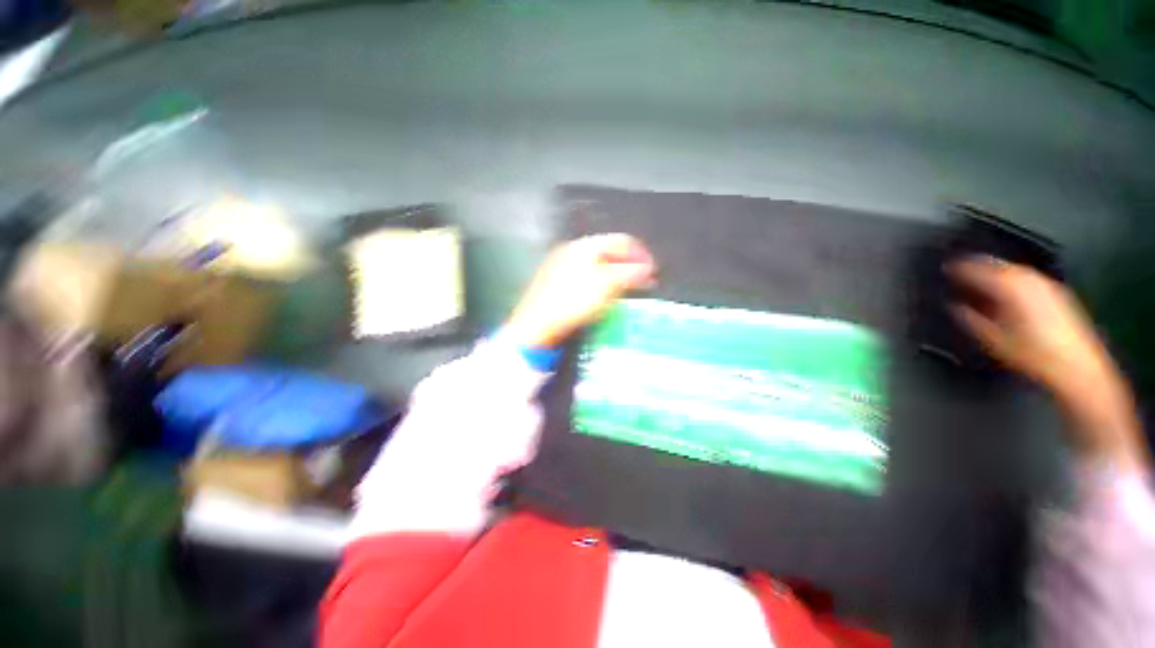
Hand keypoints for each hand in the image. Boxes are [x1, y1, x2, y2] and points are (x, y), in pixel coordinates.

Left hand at [505, 234, 655, 348]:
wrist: (537, 325)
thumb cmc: (570, 302)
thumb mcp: (606, 285)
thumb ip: (629, 273)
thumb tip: (647, 268)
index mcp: (583, 246)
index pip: (620, 241)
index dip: (640, 254)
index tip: (653, 270)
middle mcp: (572, 252)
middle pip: (609, 253)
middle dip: (630, 266)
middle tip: (644, 281)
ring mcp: (563, 268)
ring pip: (599, 267)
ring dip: (618, 277)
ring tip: (629, 291)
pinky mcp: (558, 285)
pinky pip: (588, 279)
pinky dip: (602, 285)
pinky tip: (607, 297)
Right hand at [949, 257, 1146, 468]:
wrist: (1077, 368)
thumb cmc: (1032, 355)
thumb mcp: (993, 340)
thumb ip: (970, 319)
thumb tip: (955, 307)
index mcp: (1010, 287)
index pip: (979, 269)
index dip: (960, 268)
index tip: (945, 268)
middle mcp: (1030, 280)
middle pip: (999, 265)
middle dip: (979, 265)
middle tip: (960, 268)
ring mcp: (1046, 285)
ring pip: (1014, 270)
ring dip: (996, 271)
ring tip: (981, 277)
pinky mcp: (1057, 294)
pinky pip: (1027, 278)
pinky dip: (1012, 278)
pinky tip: (1007, 289)